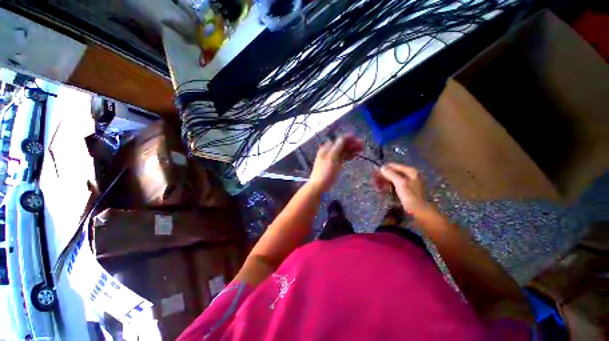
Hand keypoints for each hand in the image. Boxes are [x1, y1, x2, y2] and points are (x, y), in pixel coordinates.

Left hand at [309, 135, 363, 192]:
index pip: (338, 140)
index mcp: (326, 149)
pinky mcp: (335, 165)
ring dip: (352, 149)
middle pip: (341, 145)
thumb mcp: (331, 158)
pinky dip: (349, 156)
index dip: (347, 138)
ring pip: (343, 152)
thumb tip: (343, 137)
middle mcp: (329, 152)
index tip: (357, 137)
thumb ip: (337, 147)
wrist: (319, 186)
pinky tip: (355, 156)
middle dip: (351, 143)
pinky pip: (343, 158)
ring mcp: (332, 159)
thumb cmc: (325, 172)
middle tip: (362, 144)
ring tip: (362, 149)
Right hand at [373, 163, 429, 214]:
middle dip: (383, 177)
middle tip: (374, 182)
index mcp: (411, 171)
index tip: (374, 174)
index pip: (393, 166)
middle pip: (393, 172)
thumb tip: (382, 167)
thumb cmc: (412, 197)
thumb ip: (391, 174)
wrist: (422, 213)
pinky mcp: (408, 190)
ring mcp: (410, 183)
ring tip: (377, 188)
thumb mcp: (400, 184)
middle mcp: (411, 175)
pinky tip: (383, 191)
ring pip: (394, 179)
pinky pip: (396, 185)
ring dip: (385, 182)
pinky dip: (389, 187)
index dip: (383, 169)